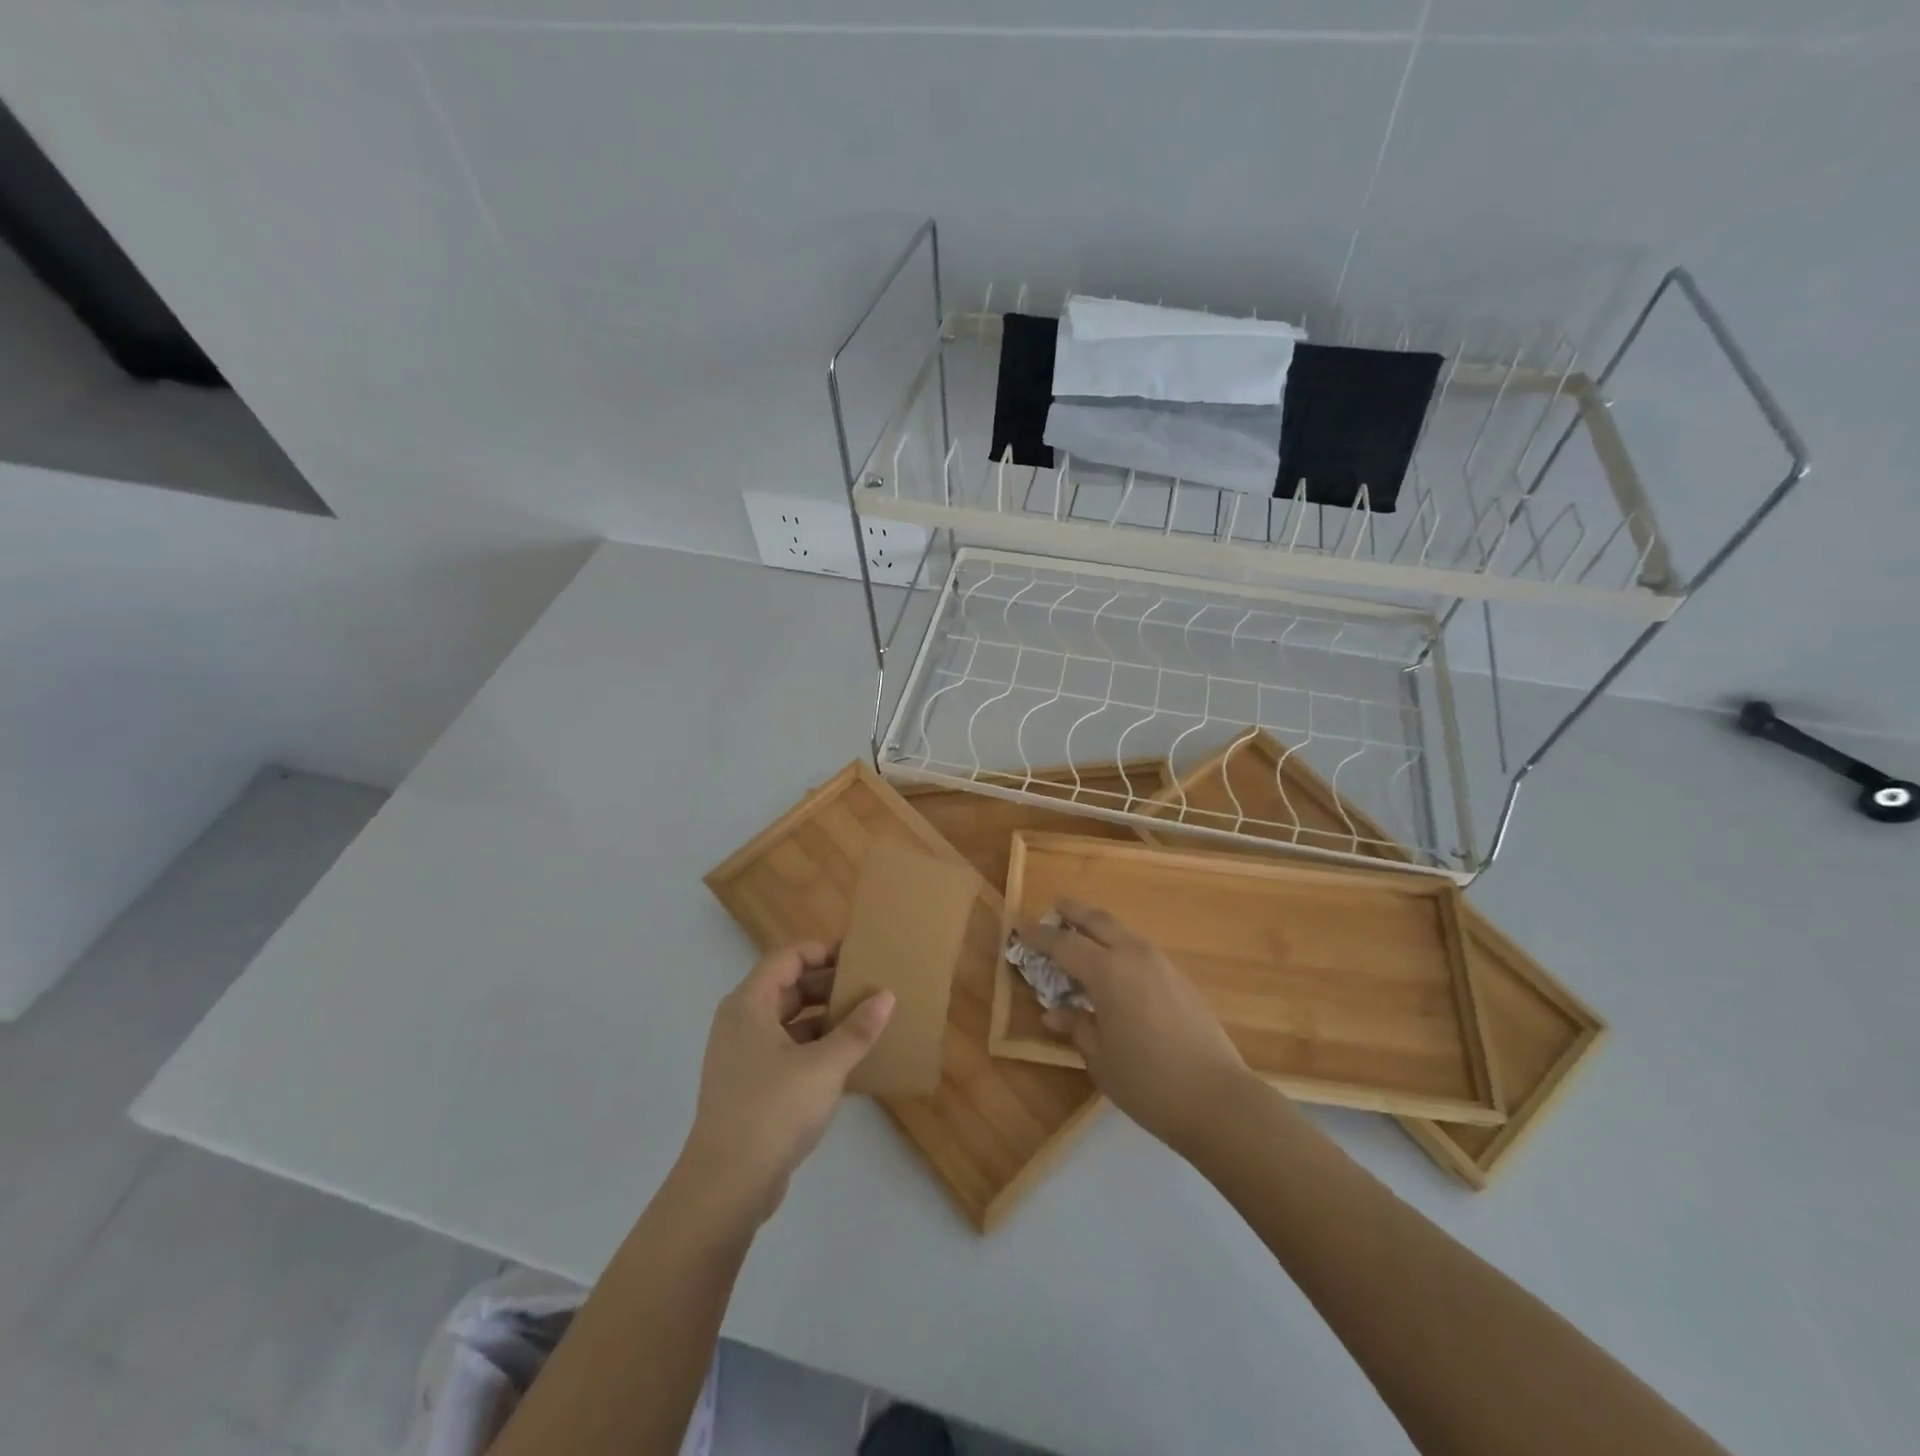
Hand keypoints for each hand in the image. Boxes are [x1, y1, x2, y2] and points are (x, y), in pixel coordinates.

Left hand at [678, 943, 893, 1223]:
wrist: (726, 1186)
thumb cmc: (773, 1110)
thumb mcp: (824, 1066)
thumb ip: (857, 1029)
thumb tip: (886, 995)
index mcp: (749, 1004)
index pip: (788, 957)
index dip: (822, 951)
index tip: (859, 956)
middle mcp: (741, 1023)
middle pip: (788, 987)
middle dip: (829, 985)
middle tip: (870, 987)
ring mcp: (743, 1057)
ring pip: (789, 1022)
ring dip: (825, 1019)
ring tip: (866, 1021)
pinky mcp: (751, 1087)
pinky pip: (787, 1051)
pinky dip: (815, 1048)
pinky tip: (848, 1060)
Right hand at [1018, 900, 1250, 1153]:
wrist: (1217, 1099)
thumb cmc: (1147, 1082)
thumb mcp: (1100, 1058)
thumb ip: (1077, 1026)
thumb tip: (1055, 1012)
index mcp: (1107, 972)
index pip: (1063, 944)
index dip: (1038, 935)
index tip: (1018, 925)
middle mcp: (1134, 956)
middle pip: (1098, 921)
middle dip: (1074, 911)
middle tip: (1055, 906)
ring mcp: (1162, 964)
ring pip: (1123, 932)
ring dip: (1100, 928)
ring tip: (1083, 935)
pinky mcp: (1181, 979)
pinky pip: (1141, 950)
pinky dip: (1121, 947)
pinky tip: (1117, 967)